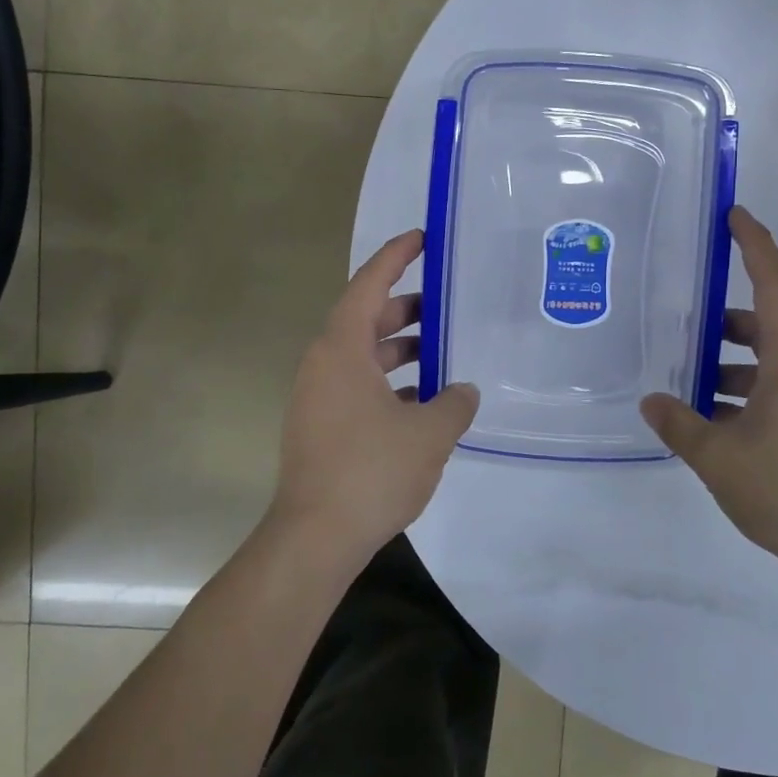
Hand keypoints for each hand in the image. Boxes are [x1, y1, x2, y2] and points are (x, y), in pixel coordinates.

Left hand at [270, 230, 478, 562]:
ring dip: (400, 350)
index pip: (369, 285)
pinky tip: (423, 402)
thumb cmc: (370, 471)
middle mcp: (323, 364)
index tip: (421, 239)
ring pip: (362, 356)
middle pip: (365, 318)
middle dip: (406, 308)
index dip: (395, 257)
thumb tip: (463, 391)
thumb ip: (455, 403)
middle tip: (445, 305)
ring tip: (443, 355)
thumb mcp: (429, 433)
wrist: (314, 538)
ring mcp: (317, 397)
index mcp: (342, 349)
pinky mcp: (320, 426)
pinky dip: (389, 383)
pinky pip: (358, 386)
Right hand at [641, 207, 777, 574]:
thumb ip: (679, 424)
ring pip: (767, 362)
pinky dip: (742, 393)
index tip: (734, 216)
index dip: (755, 246)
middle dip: (724, 321)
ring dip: (728, 365)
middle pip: (766, 325)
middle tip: (682, 323)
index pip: (774, 287)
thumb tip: (651, 401)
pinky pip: (774, 391)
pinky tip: (711, 421)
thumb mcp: (718, 458)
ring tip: (685, 385)